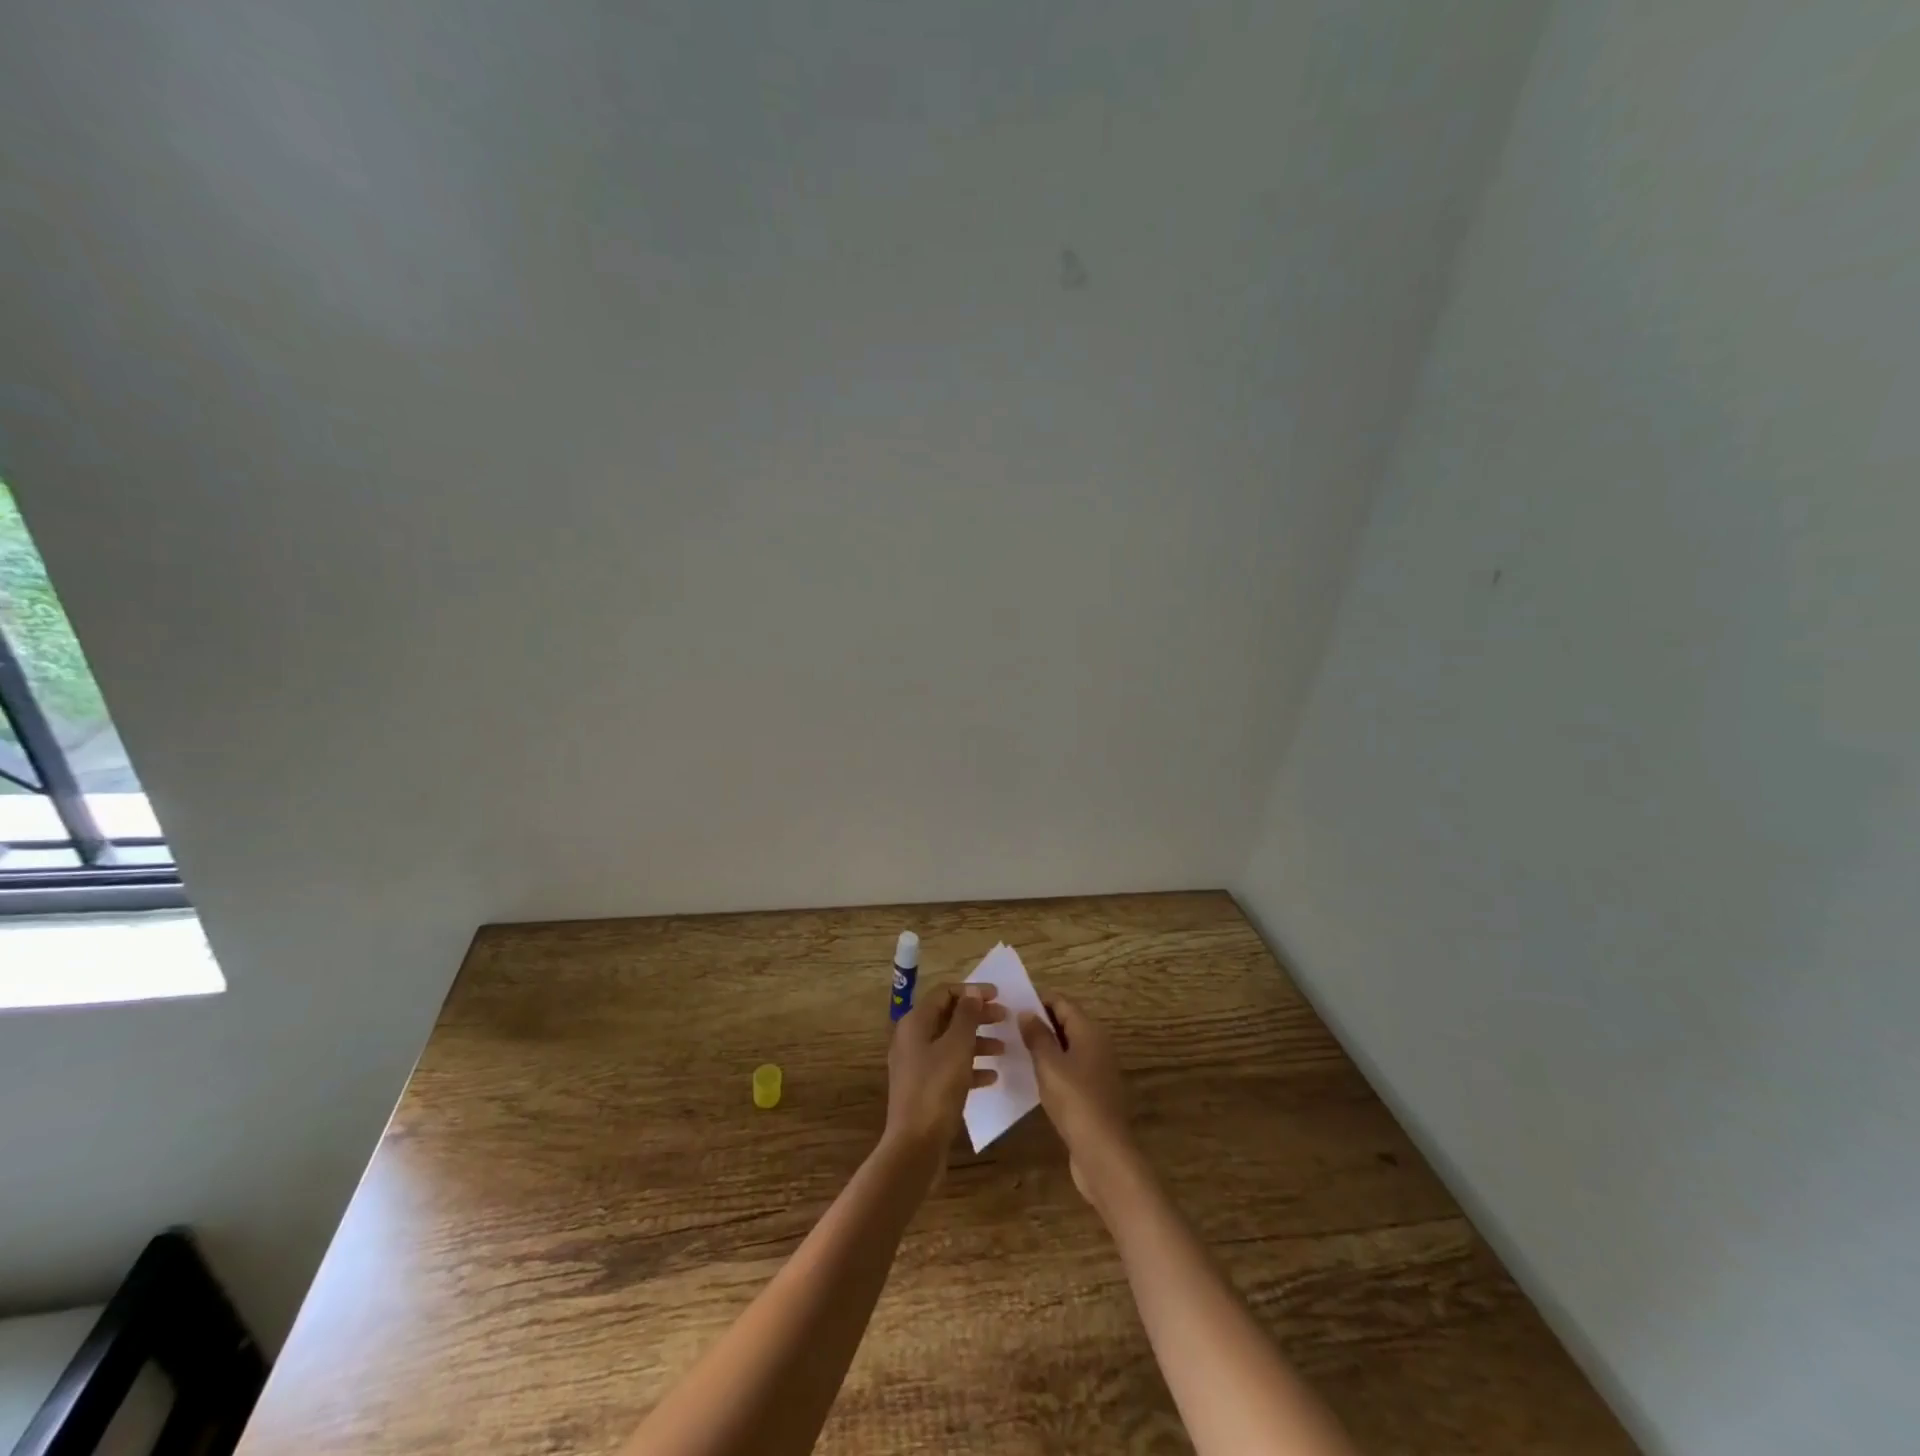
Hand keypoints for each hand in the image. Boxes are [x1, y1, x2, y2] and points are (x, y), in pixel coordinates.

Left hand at [884, 984, 1005, 1175]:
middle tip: (1005, 1018)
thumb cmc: (936, 1089)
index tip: (999, 995)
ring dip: (977, 1042)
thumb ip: (966, 1016)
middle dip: (977, 1015)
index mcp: (915, 1023)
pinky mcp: (924, 1088)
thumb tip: (973, 991)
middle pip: (948, 1016)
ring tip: (1004, 1048)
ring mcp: (917, 1065)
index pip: (944, 993)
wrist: (915, 1146)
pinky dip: (970, 1067)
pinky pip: (950, 1067)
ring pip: (951, 1042)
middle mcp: (912, 1039)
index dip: (972, 991)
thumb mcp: (957, 1047)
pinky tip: (992, 1077)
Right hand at [1019, 996, 1137, 1207]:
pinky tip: (1033, 1078)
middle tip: (1008, 1027)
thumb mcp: (1049, 1065)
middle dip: (1040, 1023)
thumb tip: (1027, 1012)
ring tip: (1015, 1050)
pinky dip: (1053, 1067)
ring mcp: (1098, 1070)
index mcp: (1089, 1032)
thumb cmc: (1075, 1101)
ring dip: (1045, 1046)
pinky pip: (1070, 1069)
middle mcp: (1098, 1045)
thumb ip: (1037, 1036)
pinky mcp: (1094, 1093)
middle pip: (1066, 1023)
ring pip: (1068, 1047)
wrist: (1104, 1153)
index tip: (1011, 1006)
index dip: (1038, 1001)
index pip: (1062, 1003)